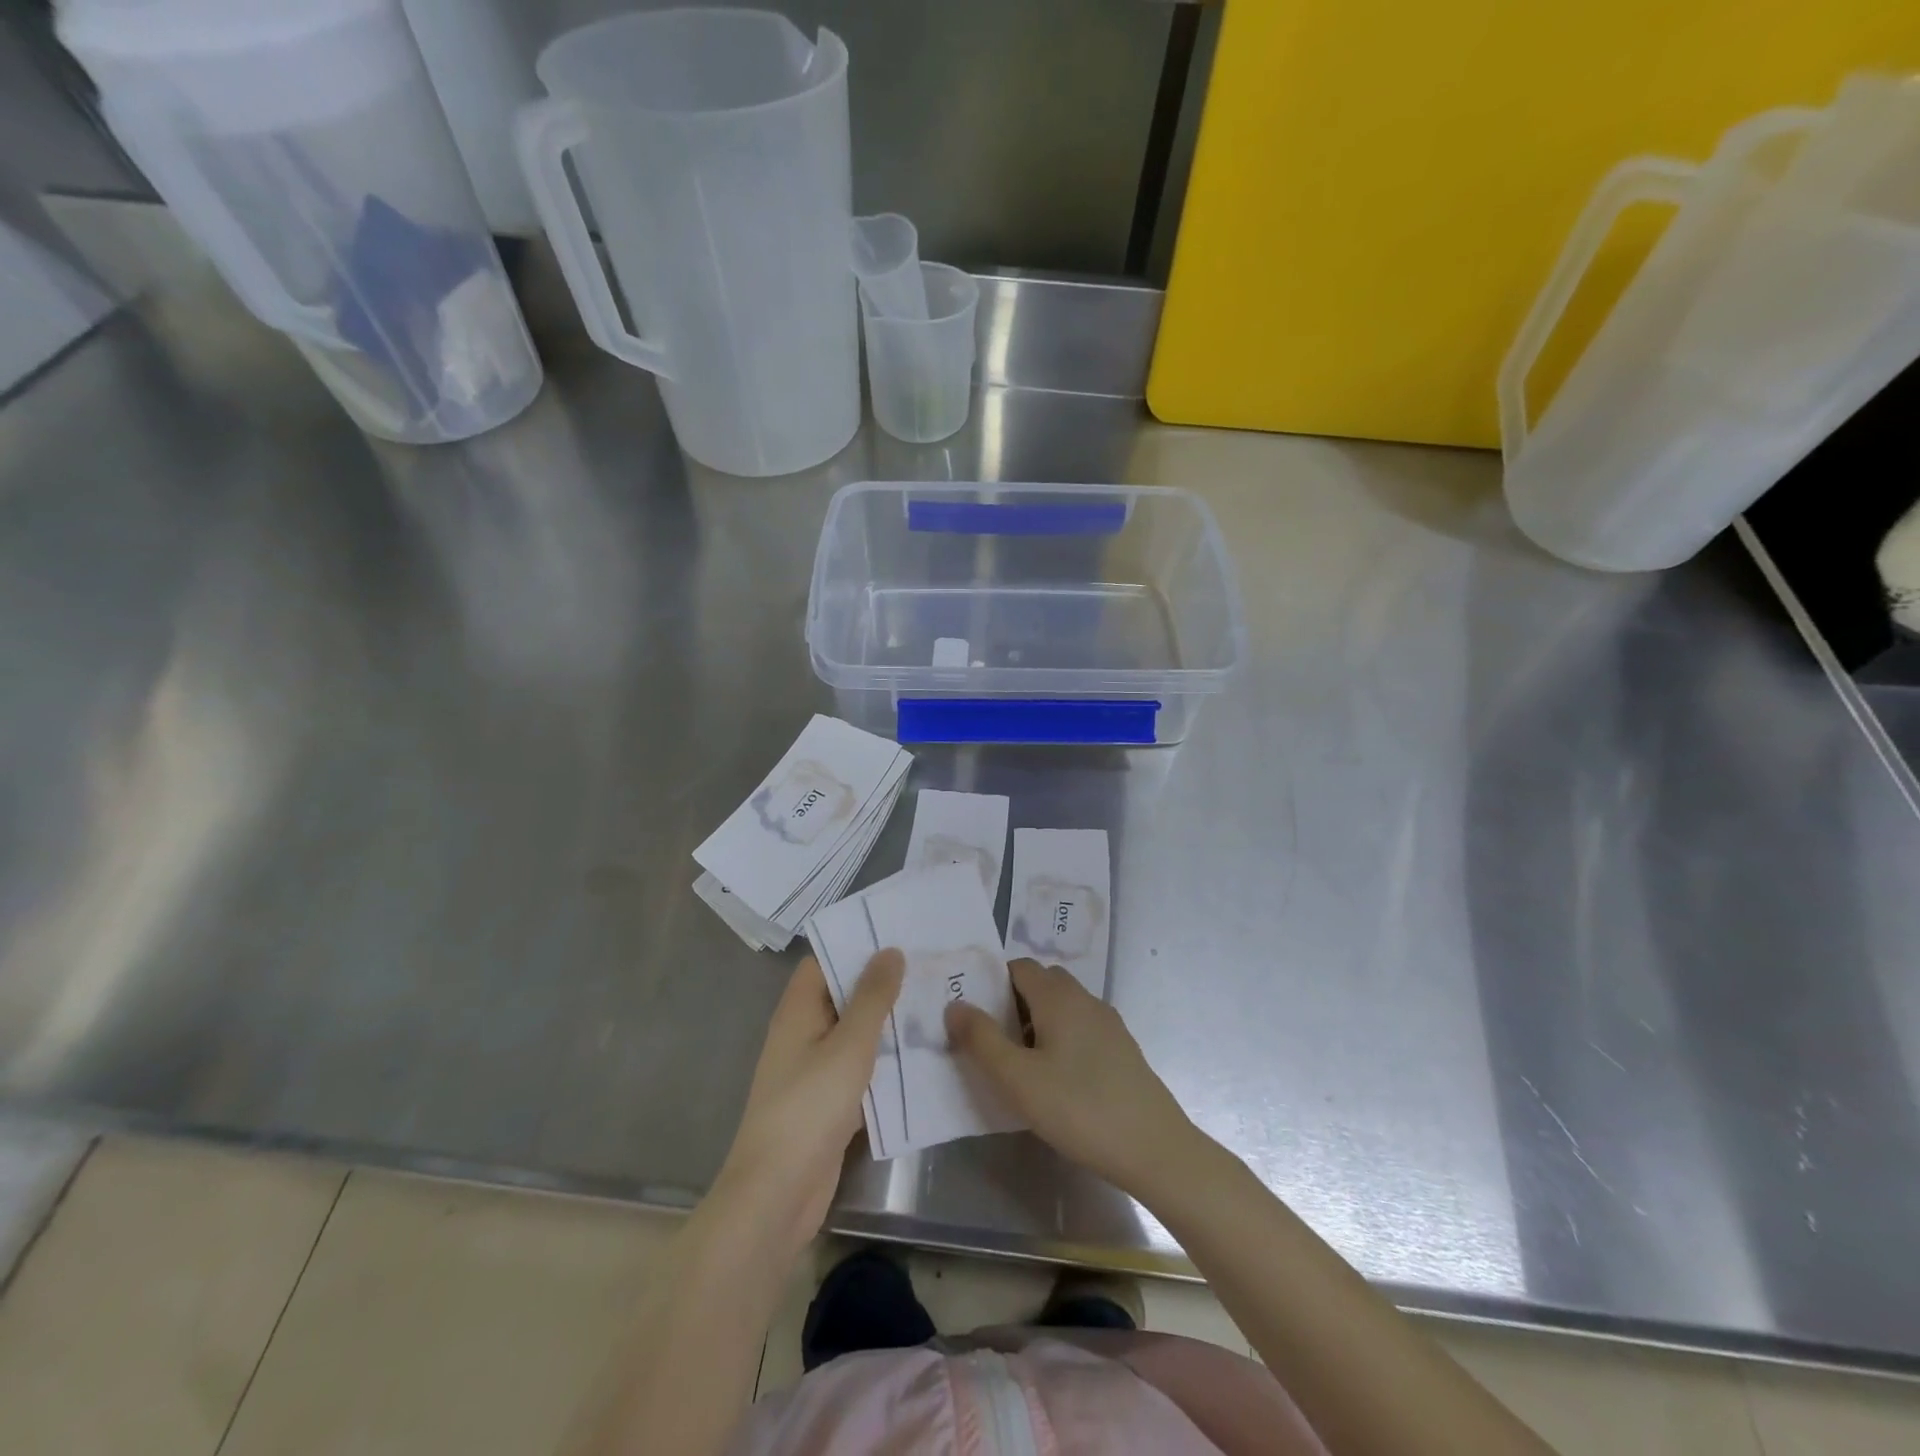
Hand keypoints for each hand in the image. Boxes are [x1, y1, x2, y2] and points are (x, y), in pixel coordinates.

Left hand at [715, 951, 901, 1254]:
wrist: (777, 1194)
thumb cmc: (809, 1108)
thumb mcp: (849, 1045)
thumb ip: (872, 997)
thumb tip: (890, 950)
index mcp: (798, 1010)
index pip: (825, 960)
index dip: (856, 945)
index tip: (898, 934)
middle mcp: (802, 1032)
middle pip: (842, 995)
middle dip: (881, 982)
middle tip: (929, 966)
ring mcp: (813, 1069)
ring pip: (854, 1032)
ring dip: (887, 1022)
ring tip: (935, 1002)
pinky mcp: (827, 1102)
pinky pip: (858, 1068)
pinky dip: (884, 1059)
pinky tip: (921, 1054)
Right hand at [947, 959, 1198, 1196]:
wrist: (1154, 1148)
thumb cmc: (1078, 1108)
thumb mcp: (1017, 1079)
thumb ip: (981, 1039)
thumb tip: (955, 1004)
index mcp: (1058, 997)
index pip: (1019, 967)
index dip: (993, 983)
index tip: (975, 1014)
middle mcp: (1085, 999)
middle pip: (1043, 982)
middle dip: (1014, 1001)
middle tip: (994, 1039)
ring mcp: (1108, 1023)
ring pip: (1064, 1006)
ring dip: (1038, 1021)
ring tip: (1021, 1063)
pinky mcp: (1122, 1049)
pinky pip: (1082, 1027)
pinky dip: (1062, 1038)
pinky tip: (1057, 1079)